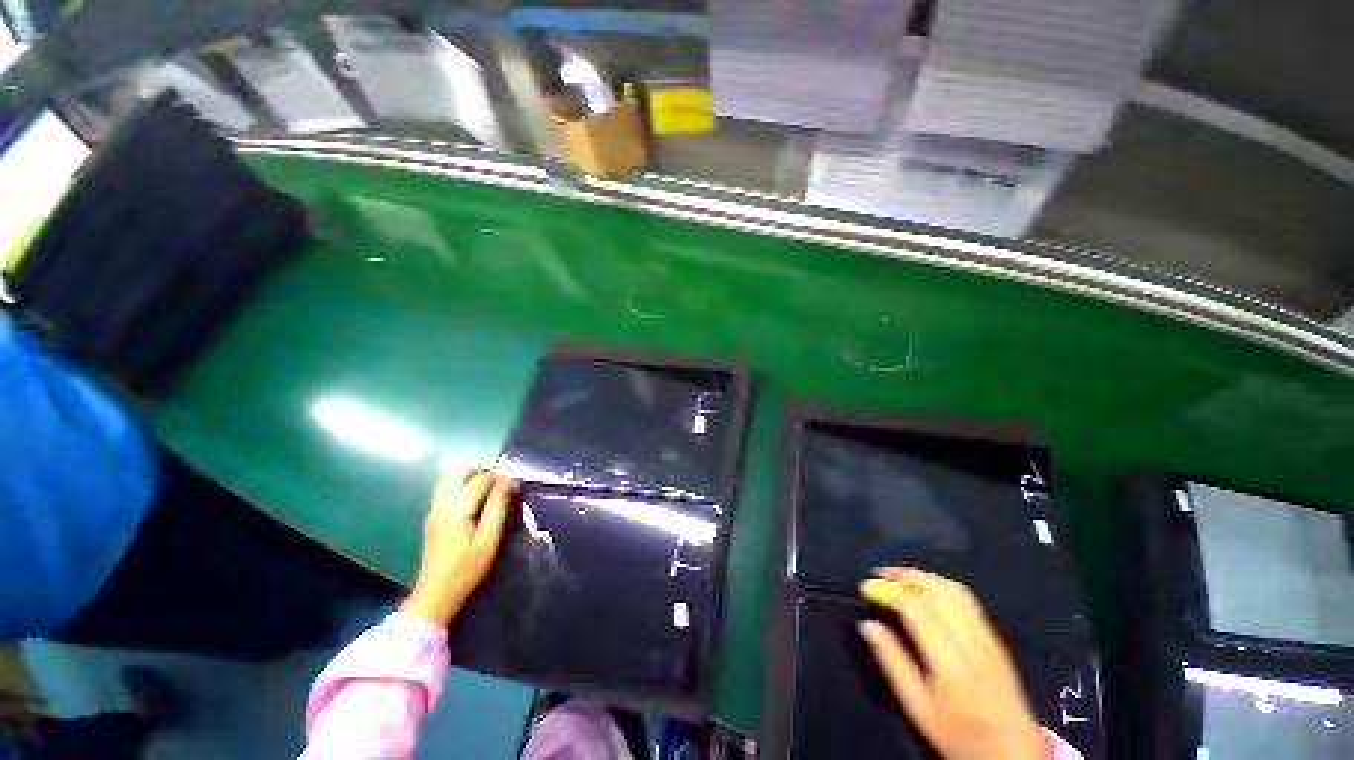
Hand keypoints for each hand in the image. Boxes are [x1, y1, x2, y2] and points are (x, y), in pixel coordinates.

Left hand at [400, 471, 517, 625]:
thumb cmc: (467, 568)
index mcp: (457, 508)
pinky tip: (475, 501)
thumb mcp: (489, 539)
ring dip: (471, 478)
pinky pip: (445, 491)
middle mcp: (441, 504)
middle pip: (460, 473)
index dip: (500, 477)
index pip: (480, 479)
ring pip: (450, 480)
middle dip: (483, 472)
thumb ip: (498, 507)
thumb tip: (509, 481)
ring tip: (490, 490)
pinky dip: (461, 487)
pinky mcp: (431, 518)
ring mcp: (433, 510)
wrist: (435, 594)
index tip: (515, 484)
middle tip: (502, 483)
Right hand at [859, 568, 1048, 759]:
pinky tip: (926, 593)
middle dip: (905, 575)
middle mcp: (974, 643)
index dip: (890, 592)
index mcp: (953, 664)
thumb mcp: (918, 709)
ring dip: (923, 576)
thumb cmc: (960, 737)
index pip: (918, 609)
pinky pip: (967, 599)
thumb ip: (893, 664)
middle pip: (938, 590)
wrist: (1015, 755)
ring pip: (955, 589)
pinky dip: (940, 586)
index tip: (867, 589)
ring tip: (899, 579)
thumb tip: (868, 626)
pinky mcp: (996, 639)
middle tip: (880, 575)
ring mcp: (989, 638)